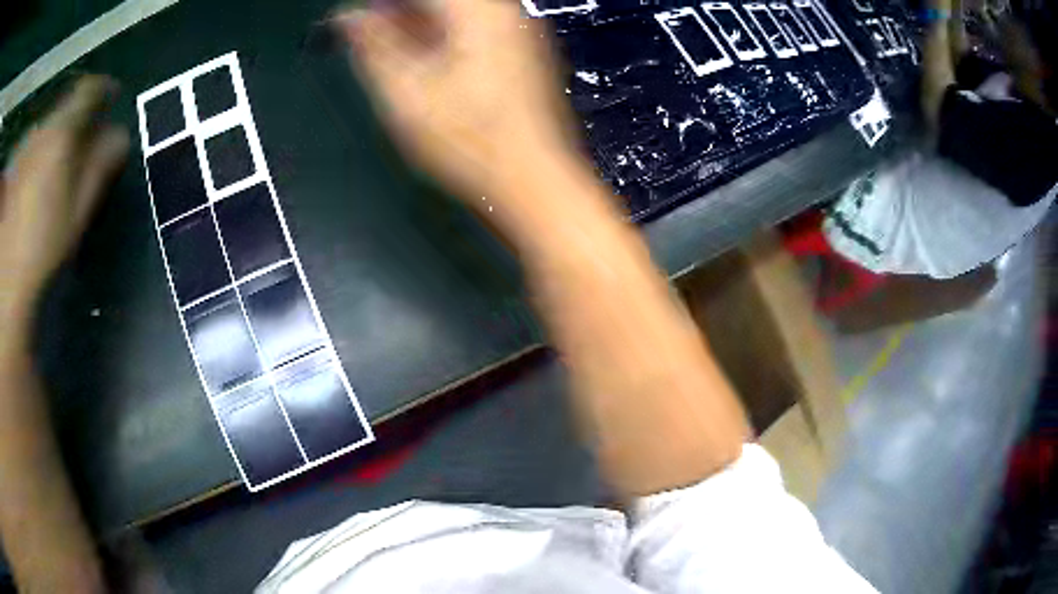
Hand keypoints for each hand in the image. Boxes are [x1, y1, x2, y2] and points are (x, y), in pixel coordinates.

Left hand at [0, 76, 128, 316]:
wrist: (9, 278)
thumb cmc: (44, 245)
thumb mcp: (80, 210)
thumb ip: (102, 165)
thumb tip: (121, 134)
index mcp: (63, 133)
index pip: (91, 89)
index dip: (105, 89)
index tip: (113, 98)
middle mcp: (45, 128)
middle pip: (69, 102)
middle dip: (80, 112)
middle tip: (85, 134)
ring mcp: (29, 144)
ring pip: (51, 120)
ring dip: (60, 128)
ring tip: (61, 156)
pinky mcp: (19, 163)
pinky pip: (36, 138)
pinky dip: (43, 144)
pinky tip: (40, 171)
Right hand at [336, 0, 575, 206]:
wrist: (534, 181)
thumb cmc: (467, 141)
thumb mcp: (406, 93)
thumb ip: (373, 47)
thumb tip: (347, 17)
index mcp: (478, 10)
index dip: (380, 5)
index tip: (351, 21)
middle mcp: (504, 10)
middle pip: (439, 2)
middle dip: (398, 15)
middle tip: (363, 36)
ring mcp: (517, 31)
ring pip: (455, 14)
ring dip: (416, 25)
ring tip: (385, 49)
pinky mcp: (522, 53)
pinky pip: (472, 29)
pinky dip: (439, 37)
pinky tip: (420, 59)